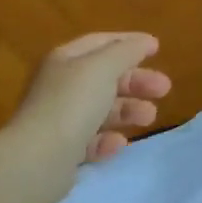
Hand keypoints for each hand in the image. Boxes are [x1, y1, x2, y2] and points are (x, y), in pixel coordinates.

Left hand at [17, 32, 171, 162]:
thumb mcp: (104, 67)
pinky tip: (118, 143)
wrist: (37, 161)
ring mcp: (60, 119)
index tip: (158, 49)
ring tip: (149, 118)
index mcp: (66, 59)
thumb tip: (146, 42)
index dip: (130, 43)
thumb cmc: (73, 103)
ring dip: (129, 110)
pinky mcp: (62, 151)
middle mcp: (61, 85)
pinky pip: (92, 139)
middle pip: (106, 77)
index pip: (102, 42)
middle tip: (165, 89)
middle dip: (137, 81)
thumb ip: (128, 50)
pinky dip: (108, 139)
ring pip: (102, 109)